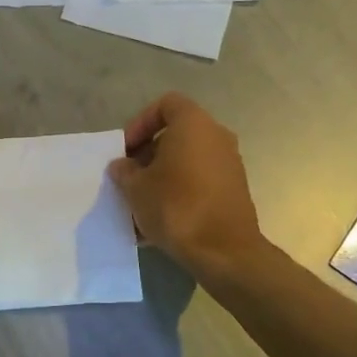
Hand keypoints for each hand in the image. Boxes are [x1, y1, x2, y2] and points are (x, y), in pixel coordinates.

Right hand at [108, 93, 264, 278]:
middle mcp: (217, 136)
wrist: (224, 251)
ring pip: (187, 161)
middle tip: (130, 177)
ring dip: (162, 176)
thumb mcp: (136, 188)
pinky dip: (179, 192)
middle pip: (177, 134)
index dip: (140, 122)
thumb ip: (125, 171)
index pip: (166, 104)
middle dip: (149, 153)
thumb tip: (122, 166)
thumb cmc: (176, 207)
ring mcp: (229, 164)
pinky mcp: (234, 190)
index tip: (126, 150)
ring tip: (141, 202)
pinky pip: (199, 182)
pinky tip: (160, 220)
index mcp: (194, 124)